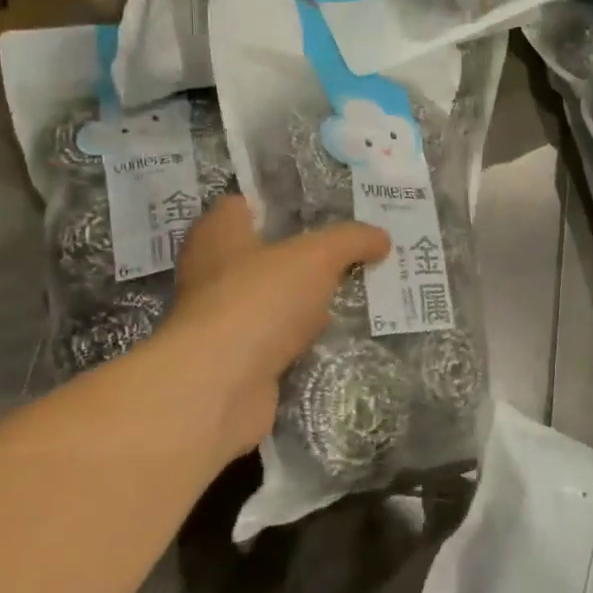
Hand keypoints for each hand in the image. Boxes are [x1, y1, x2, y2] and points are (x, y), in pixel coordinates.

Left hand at [151, 195, 388, 467]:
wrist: (219, 387)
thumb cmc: (260, 300)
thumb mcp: (317, 256)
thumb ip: (351, 240)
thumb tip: (381, 238)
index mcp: (218, 234)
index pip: (242, 205)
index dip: (279, 204)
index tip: (321, 209)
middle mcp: (211, 272)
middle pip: (261, 253)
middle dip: (301, 254)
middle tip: (349, 250)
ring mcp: (221, 319)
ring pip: (271, 297)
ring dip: (303, 298)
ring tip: (351, 289)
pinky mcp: (235, 359)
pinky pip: (275, 336)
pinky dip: (299, 336)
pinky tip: (331, 333)